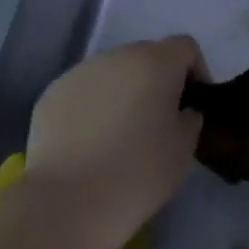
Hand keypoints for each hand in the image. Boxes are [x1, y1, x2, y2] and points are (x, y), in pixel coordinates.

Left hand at [22, 35, 207, 248]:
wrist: (68, 202)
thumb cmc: (138, 172)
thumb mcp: (184, 148)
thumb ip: (189, 117)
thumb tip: (179, 110)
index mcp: (155, 62)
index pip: (185, 47)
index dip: (196, 71)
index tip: (192, 106)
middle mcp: (116, 56)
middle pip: (147, 56)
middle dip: (157, 81)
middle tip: (158, 122)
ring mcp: (79, 72)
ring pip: (112, 73)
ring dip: (123, 93)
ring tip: (120, 135)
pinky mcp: (52, 94)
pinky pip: (84, 92)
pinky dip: (93, 108)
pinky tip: (89, 144)